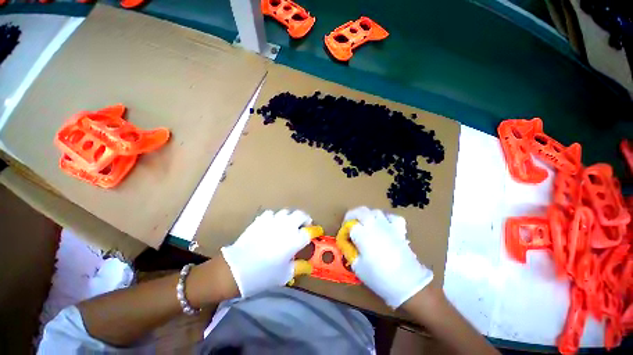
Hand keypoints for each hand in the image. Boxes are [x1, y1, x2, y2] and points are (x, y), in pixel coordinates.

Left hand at [221, 209, 312, 297]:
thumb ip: (298, 267)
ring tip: (288, 224)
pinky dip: (275, 217)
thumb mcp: (284, 275)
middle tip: (303, 226)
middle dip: (305, 219)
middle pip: (300, 215)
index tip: (316, 232)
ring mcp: (273, 221)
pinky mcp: (261, 220)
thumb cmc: (264, 275)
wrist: (237, 269)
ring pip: (286, 212)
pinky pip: (271, 214)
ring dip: (290, 217)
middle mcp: (287, 226)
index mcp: (295, 240)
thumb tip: (308, 266)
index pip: (310, 231)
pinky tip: (272, 224)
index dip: (315, 231)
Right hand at [339, 206, 432, 308]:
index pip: (349, 225)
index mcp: (362, 233)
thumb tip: (345, 243)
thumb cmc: (379, 276)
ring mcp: (388, 225)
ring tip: (364, 224)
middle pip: (360, 211)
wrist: (407, 283)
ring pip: (374, 211)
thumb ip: (349, 251)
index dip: (344, 230)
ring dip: (367, 215)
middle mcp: (374, 224)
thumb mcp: (357, 266)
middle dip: (352, 215)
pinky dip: (386, 218)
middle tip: (349, 225)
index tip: (344, 238)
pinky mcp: (399, 229)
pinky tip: (384, 225)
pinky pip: (391, 217)